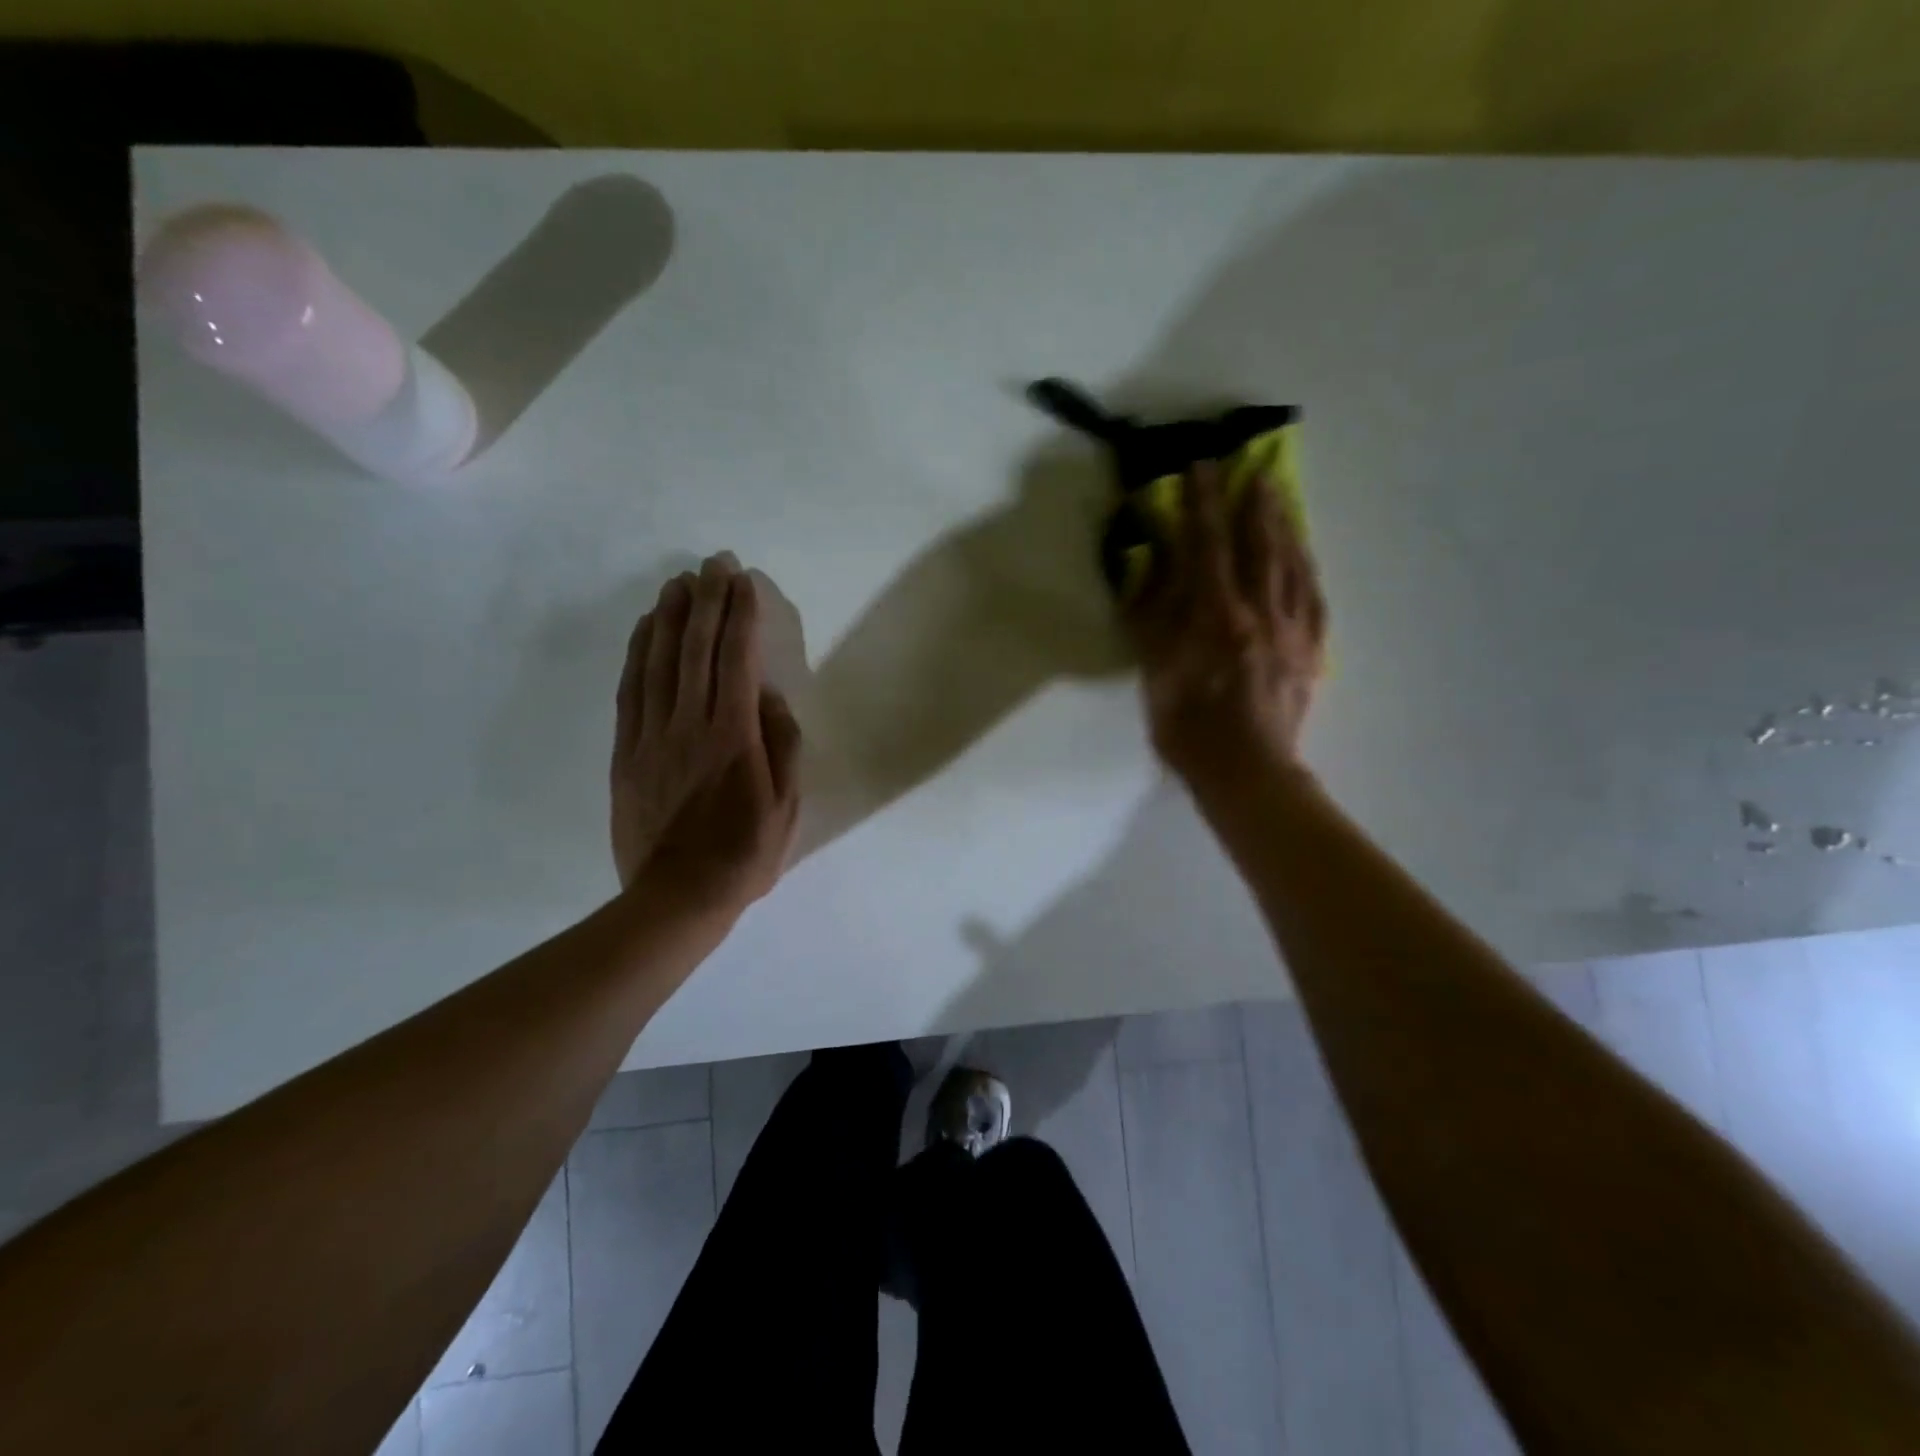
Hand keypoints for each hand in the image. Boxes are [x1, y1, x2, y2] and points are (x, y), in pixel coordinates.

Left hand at [611, 553, 802, 912]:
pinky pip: (630, 689)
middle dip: (706, 600)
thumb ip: (783, 746)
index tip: (744, 581)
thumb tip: (771, 699)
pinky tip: (644, 629)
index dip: (741, 615)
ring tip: (679, 582)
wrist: (677, 896)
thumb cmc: (744, 853)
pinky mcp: (627, 751)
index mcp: (733, 737)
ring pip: (658, 661)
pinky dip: (637, 652)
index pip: (737, 660)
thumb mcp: (787, 806)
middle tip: (713, 563)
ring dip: (669, 616)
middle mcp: (689, 725)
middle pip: (695, 648)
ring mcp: (651, 736)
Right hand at [1125, 461, 1326, 787]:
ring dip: (1284, 527)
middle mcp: (1261, 613)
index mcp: (1218, 617)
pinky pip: (1314, 599)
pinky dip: (1307, 570)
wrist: (1246, 772)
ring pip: (1292, 566)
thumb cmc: (1189, 727)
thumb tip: (1152, 568)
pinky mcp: (1311, 653)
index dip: (1203, 503)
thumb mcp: (1156, 671)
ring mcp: (1293, 632)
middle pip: (1260, 546)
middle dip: (1254, 504)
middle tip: (1252, 469)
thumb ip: (1153, 617)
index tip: (1201, 466)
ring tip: (1280, 498)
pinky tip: (1304, 558)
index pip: (1209, 546)